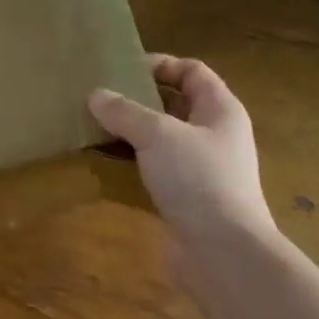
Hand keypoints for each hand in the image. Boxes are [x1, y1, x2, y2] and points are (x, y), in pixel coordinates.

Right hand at [90, 55, 272, 242]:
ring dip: (131, 134)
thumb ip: (125, 112)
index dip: (160, 64)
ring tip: (95, 127)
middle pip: (174, 104)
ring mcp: (201, 169)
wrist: (223, 253)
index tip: (122, 69)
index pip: (192, 71)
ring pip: (162, 140)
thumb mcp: (158, 135)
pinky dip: (132, 164)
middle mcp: (214, 135)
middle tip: (101, 98)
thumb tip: (96, 95)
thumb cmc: (198, 179)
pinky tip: (104, 165)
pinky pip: (155, 170)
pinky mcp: (186, 198)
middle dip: (139, 100)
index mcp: (220, 109)